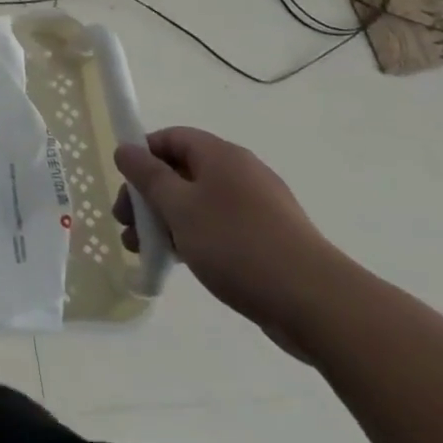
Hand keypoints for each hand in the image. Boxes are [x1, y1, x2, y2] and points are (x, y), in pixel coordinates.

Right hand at [113, 127, 342, 353]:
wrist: (317, 304)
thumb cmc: (237, 245)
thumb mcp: (179, 207)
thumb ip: (147, 175)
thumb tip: (125, 148)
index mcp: (220, 156)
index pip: (171, 138)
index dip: (142, 155)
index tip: (125, 186)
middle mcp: (241, 173)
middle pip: (181, 171)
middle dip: (148, 196)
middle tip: (127, 227)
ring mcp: (258, 207)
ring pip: (198, 203)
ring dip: (166, 221)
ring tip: (145, 251)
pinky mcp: (269, 239)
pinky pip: (219, 227)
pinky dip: (194, 237)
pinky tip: (181, 263)